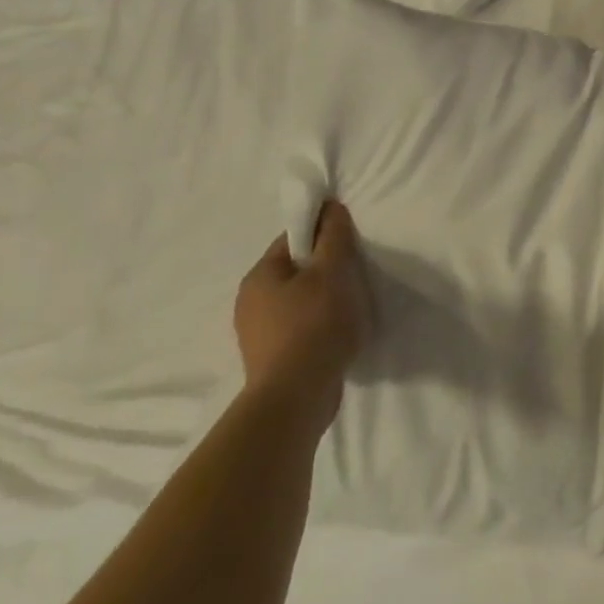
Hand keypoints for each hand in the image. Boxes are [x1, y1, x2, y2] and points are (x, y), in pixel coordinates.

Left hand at [234, 201, 370, 431]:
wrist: (295, 397)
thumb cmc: (314, 324)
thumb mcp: (332, 272)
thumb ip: (333, 237)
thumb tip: (330, 207)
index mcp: (259, 276)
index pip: (292, 239)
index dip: (322, 234)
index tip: (349, 244)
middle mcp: (249, 301)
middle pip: (295, 270)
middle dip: (324, 269)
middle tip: (354, 275)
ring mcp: (256, 333)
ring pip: (297, 300)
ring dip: (322, 298)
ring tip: (349, 307)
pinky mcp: (270, 358)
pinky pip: (297, 327)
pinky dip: (317, 325)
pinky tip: (336, 333)